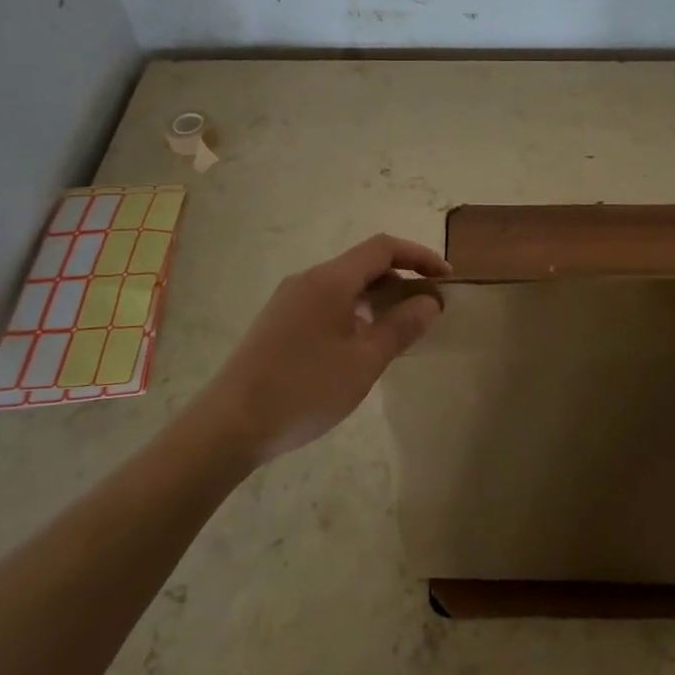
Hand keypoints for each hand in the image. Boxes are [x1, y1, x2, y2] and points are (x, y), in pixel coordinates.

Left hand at [203, 234, 449, 463]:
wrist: (228, 426)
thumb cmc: (304, 390)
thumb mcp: (364, 362)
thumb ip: (401, 327)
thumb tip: (429, 302)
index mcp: (330, 280)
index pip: (383, 248)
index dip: (419, 256)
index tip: (446, 279)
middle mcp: (308, 280)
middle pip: (363, 264)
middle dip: (401, 279)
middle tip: (427, 310)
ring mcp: (289, 300)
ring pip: (344, 285)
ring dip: (377, 298)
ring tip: (398, 330)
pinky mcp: (278, 322)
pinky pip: (326, 302)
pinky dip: (354, 311)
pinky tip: (360, 346)